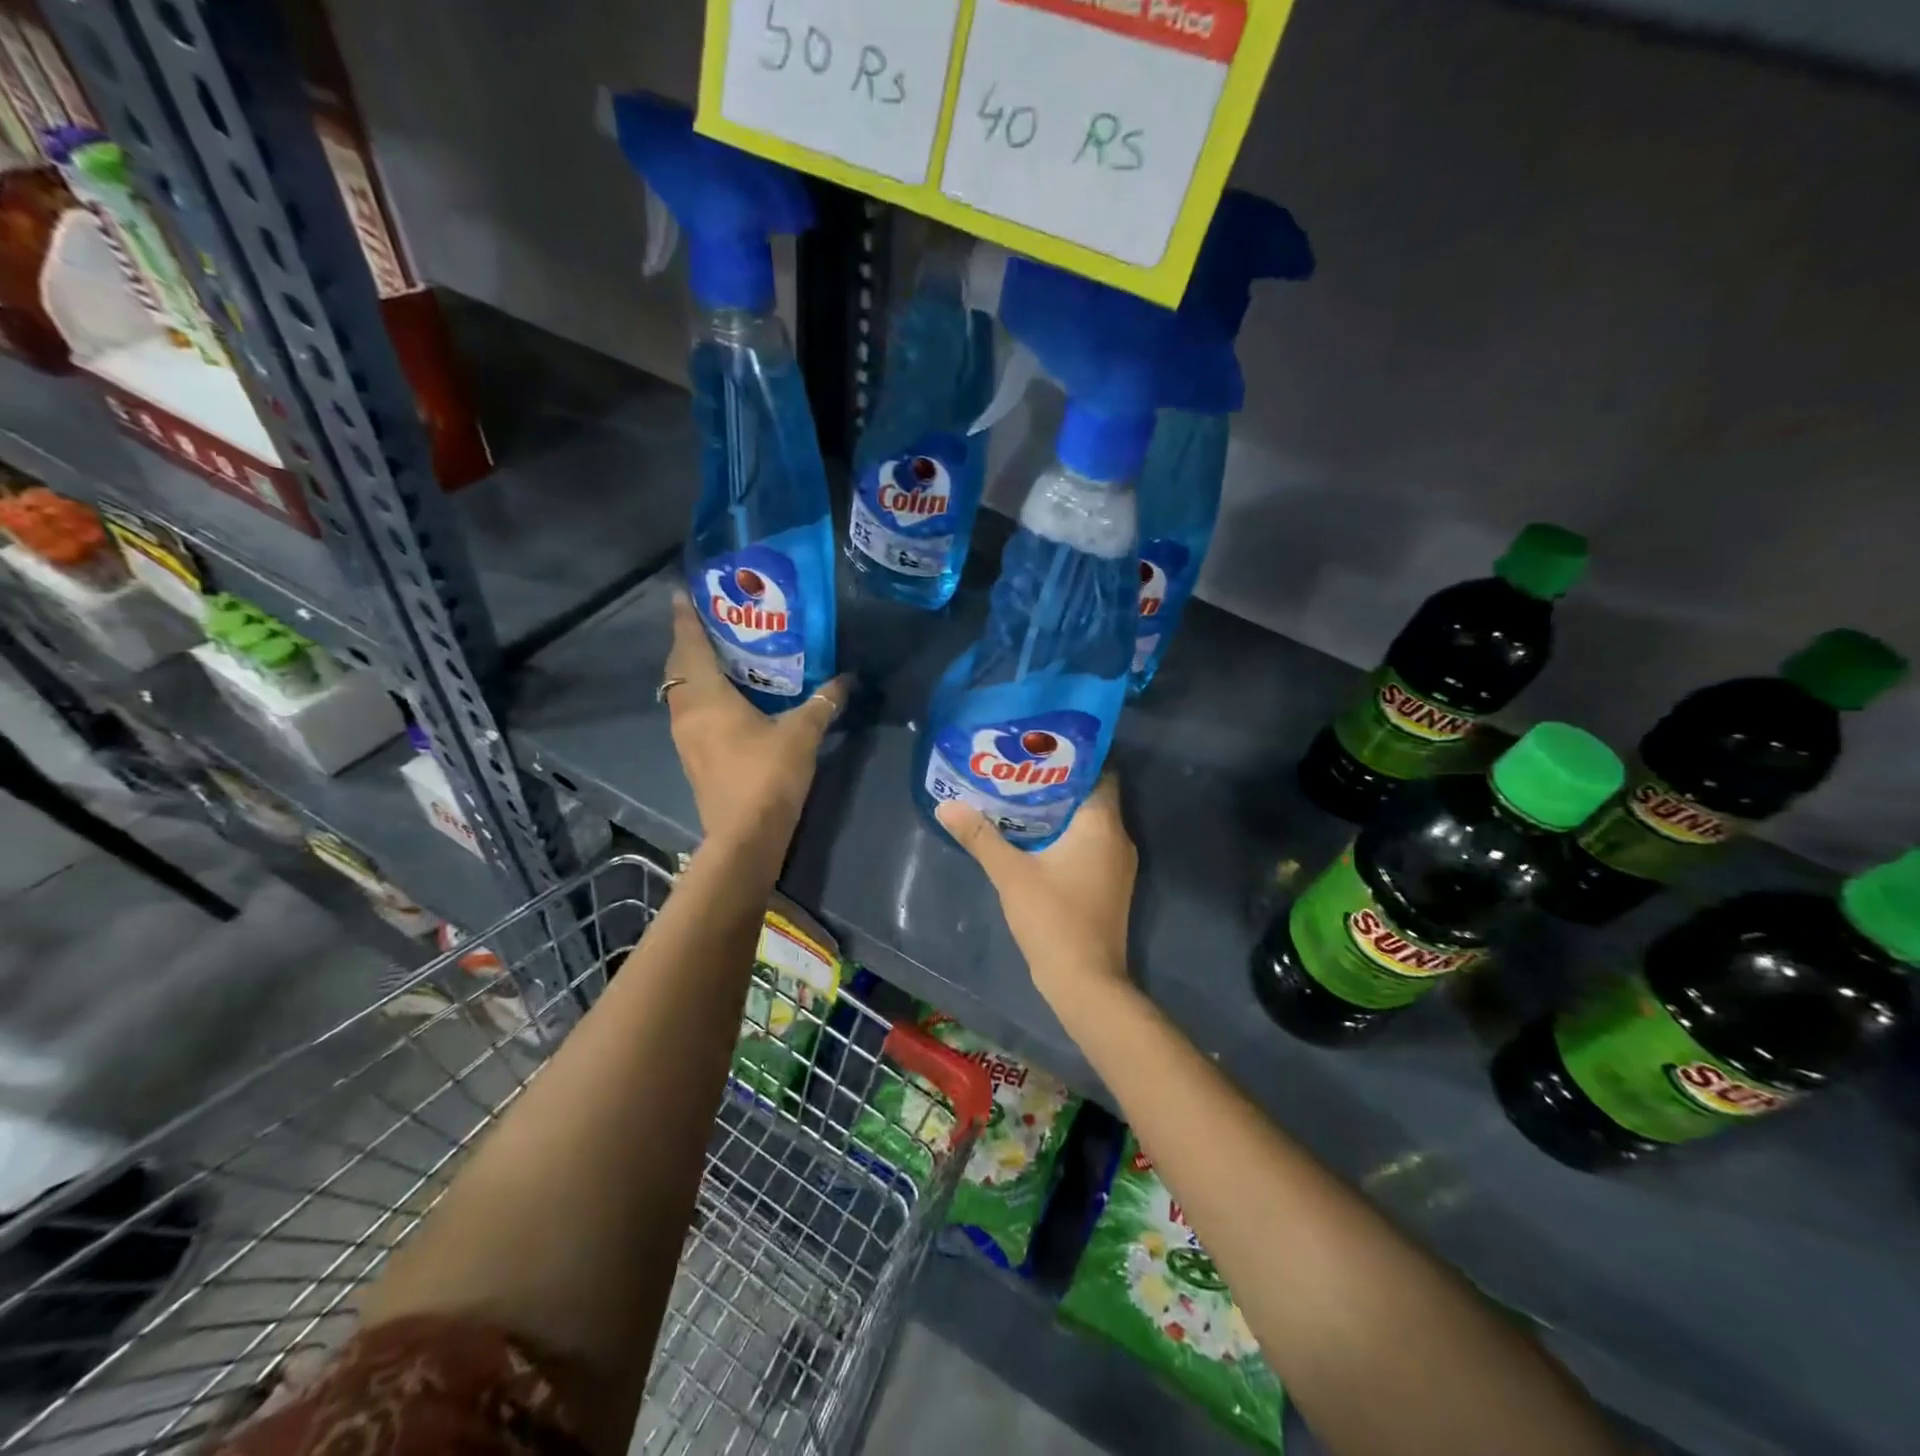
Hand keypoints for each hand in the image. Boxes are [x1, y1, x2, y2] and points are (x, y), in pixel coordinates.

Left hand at [663, 591, 850, 860]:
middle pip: (679, 667)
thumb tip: (847, 679)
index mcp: (706, 697)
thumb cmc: (768, 776)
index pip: (690, 646)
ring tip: (719, 655)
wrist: (745, 837)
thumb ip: (823, 703)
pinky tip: (725, 699)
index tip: (683, 593)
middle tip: (710, 621)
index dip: (686, 618)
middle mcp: (687, 712)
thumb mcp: (802, 734)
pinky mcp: (693, 758)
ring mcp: (686, 738)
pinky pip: (690, 712)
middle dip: (689, 641)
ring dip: (692, 671)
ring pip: (681, 692)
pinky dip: (700, 696)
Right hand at [936, 774, 1136, 1003]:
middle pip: (1092, 796)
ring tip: (1021, 799)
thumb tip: (946, 805)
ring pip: (1090, 823)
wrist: (1085, 981)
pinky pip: (1090, 846)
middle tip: (1020, 772)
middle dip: (1058, 784)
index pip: (1099, 772)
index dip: (1072, 758)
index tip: (1039, 750)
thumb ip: (980, 837)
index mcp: (1102, 824)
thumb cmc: (1053, 918)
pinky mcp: (1109, 885)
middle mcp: (1118, 838)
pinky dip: (1067, 837)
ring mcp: (1117, 865)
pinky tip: (1035, 839)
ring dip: (1061, 812)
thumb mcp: (1011, 874)